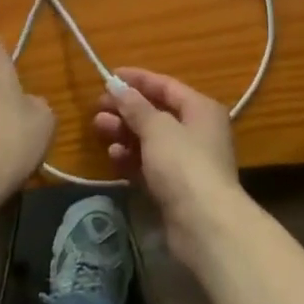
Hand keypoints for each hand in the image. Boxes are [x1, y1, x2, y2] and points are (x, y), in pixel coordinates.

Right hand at [93, 69, 241, 258]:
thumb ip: (135, 106)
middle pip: (156, 113)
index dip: (137, 80)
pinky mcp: (176, 189)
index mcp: (201, 109)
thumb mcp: (157, 128)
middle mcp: (197, 131)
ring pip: (150, 140)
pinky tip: (113, 156)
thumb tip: (117, 86)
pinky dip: (131, 158)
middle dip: (126, 109)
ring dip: (125, 133)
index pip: (166, 86)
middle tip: (98, 108)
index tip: (109, 77)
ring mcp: (187, 162)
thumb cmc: (184, 164)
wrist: (205, 226)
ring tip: (99, 128)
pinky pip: (149, 165)